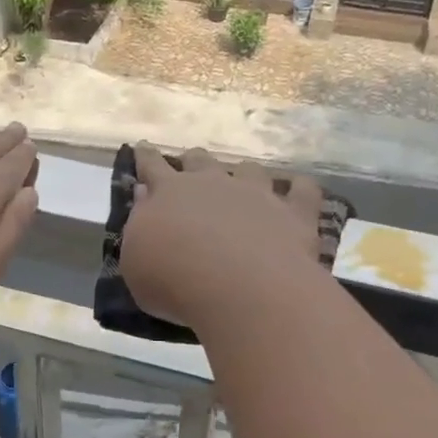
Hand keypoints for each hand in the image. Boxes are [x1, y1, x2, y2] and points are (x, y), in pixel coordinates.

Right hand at [119, 146, 324, 328]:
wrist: (242, 289)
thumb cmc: (175, 282)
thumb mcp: (135, 263)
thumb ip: (139, 227)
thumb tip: (144, 197)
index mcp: (169, 193)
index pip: (152, 165)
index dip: (146, 157)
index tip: (143, 147)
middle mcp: (213, 183)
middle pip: (201, 160)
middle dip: (193, 162)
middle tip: (191, 170)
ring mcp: (257, 193)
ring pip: (249, 169)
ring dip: (243, 174)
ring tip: (244, 185)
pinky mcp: (294, 212)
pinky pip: (302, 190)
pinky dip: (299, 189)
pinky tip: (298, 193)